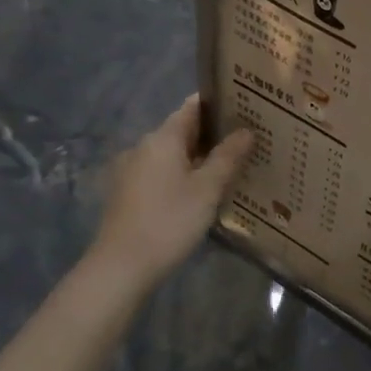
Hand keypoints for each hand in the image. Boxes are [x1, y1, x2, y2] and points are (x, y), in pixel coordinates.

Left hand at [85, 96, 251, 289]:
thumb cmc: (169, 221)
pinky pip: (163, 172)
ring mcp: (133, 171)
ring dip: (200, 156)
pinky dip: (185, 173)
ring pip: (174, 154)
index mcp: (163, 139)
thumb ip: (228, 156)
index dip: (219, 104)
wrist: (121, 266)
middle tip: (249, 138)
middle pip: (183, 130)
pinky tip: (204, 190)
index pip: (192, 107)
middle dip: (214, 133)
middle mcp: (144, 147)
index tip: (246, 106)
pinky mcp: (130, 193)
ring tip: (232, 165)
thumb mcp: (207, 189)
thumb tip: (246, 131)